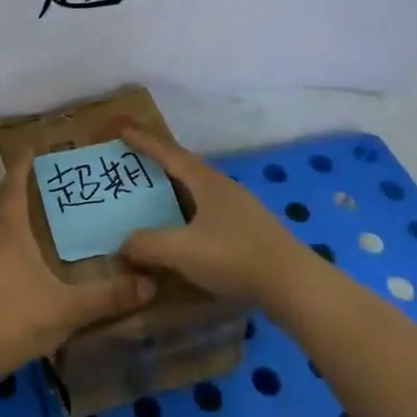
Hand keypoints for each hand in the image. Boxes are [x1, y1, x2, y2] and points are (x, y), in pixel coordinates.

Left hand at [0, 153, 156, 378]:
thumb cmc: (16, 318)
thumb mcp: (67, 308)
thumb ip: (107, 297)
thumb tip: (149, 283)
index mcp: (11, 238)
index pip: (13, 193)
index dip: (20, 169)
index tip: (28, 149)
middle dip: (3, 197)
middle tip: (20, 192)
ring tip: (14, 228)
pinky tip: (10, 272)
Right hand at [115, 124, 309, 306]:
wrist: (295, 286)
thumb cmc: (235, 258)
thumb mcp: (183, 251)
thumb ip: (147, 245)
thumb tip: (122, 244)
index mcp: (206, 181)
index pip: (167, 153)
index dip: (143, 142)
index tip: (121, 130)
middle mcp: (222, 187)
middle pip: (184, 167)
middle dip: (157, 163)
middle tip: (132, 165)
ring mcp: (238, 208)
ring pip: (197, 190)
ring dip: (173, 189)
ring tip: (152, 198)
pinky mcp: (248, 230)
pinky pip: (207, 210)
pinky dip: (187, 211)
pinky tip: (182, 230)